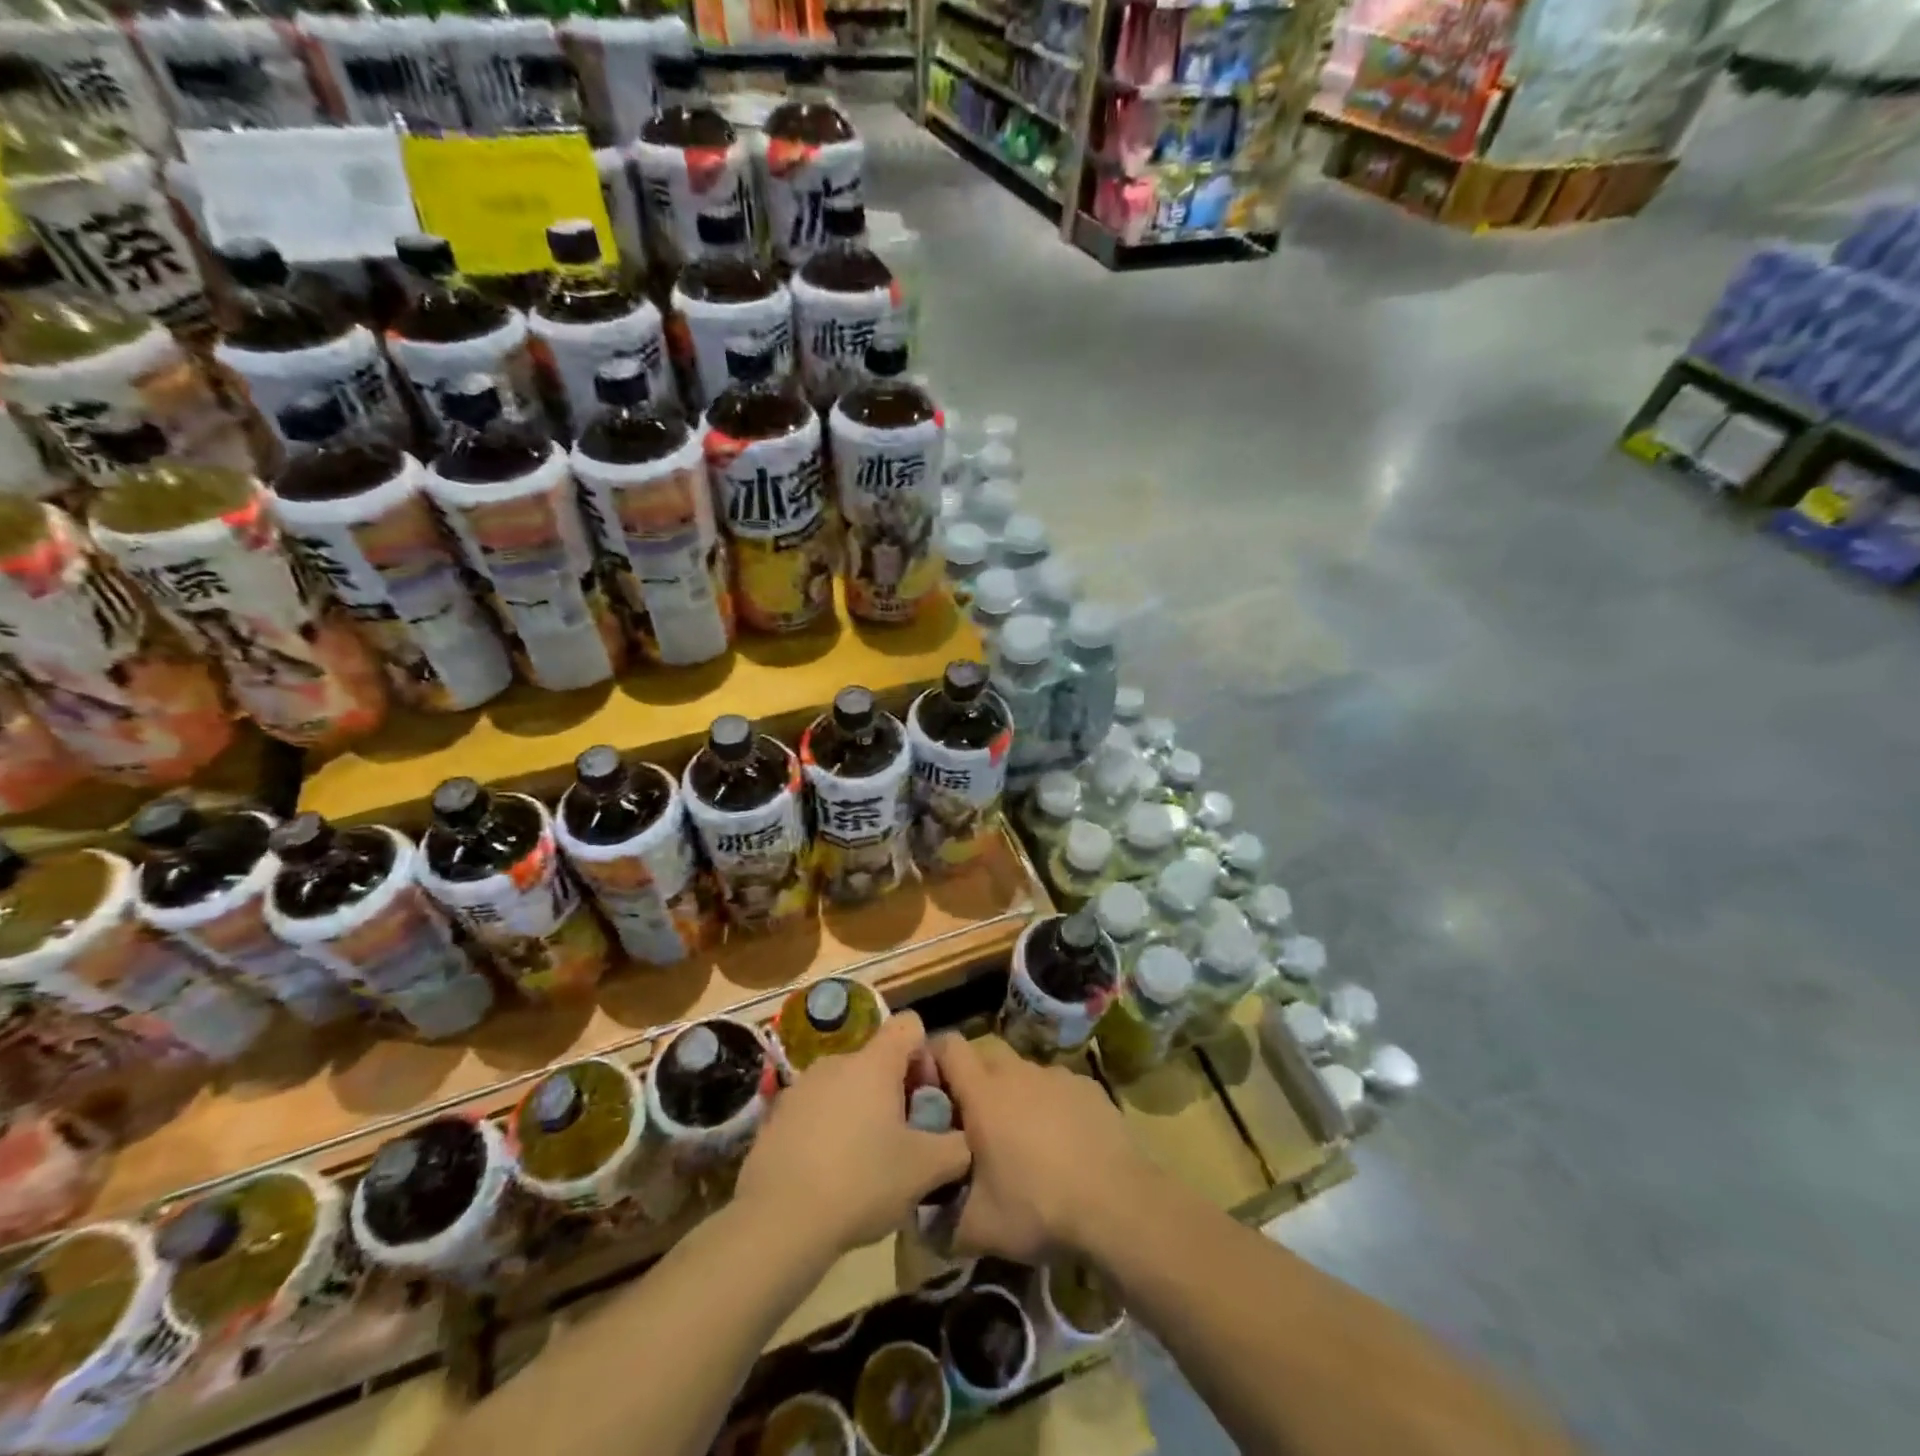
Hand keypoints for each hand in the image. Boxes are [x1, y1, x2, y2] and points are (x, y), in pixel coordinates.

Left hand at [736, 1011, 971, 1253]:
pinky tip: (830, 1174)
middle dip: (895, 1091)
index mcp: (875, 1062)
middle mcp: (837, 1060)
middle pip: (878, 1059)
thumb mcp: (925, 1170)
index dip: (926, 1055)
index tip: (925, 1098)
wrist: (779, 1222)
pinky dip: (830, 1130)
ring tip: (866, 1162)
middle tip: (903, 1139)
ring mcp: (802, 1086)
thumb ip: (956, 1147)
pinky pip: (817, 1110)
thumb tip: (964, 1139)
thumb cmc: (862, 1182)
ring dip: (862, 1111)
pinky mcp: (776, 1115)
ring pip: (846, 1086)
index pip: (910, 1025)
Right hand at [932, 1034, 1152, 1263]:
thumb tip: (918, 1220)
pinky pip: (1056, 1086)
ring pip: (1022, 1071)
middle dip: (972, 1077)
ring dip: (1013, 1093)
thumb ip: (938, 1223)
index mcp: (984, 1093)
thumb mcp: (978, 1229)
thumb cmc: (1038, 1207)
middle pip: (985, 1054)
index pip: (948, 1046)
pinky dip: (1050, 1104)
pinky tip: (1061, 1143)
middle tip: (971, 1120)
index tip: (928, 1087)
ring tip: (1020, 1138)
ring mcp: (1057, 1076)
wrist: (1119, 1205)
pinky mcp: (1088, 1087)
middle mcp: (1018, 1072)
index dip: (933, 1058)